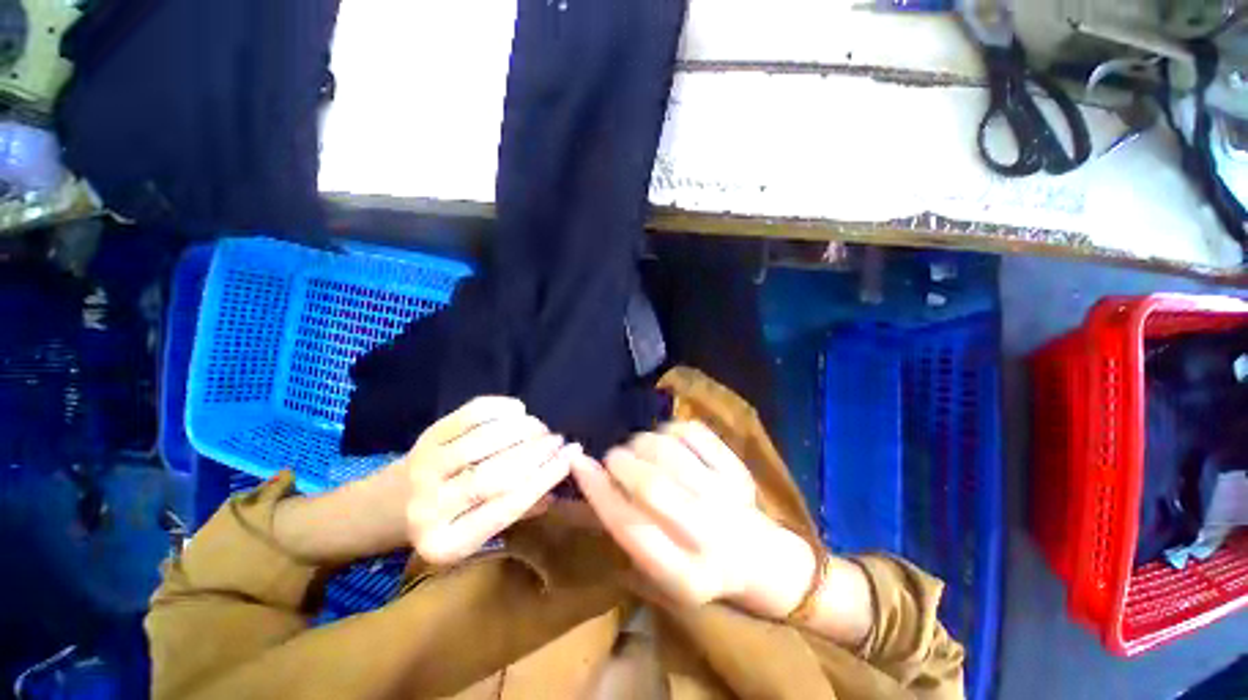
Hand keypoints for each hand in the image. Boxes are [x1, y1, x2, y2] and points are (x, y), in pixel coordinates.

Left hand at [399, 396, 579, 565]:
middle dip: (536, 452)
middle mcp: (430, 508)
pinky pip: (470, 415)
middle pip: (495, 474)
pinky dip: (500, 408)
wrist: (389, 505)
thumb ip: (521, 509)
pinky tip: (518, 411)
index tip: (571, 456)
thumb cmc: (447, 522)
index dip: (544, 477)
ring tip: (541, 427)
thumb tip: (560, 480)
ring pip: (483, 441)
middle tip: (558, 439)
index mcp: (448, 543)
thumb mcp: (481, 532)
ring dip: (522, 429)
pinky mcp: (425, 437)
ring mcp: (425, 467)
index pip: (507, 506)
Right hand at [570, 422, 815, 613]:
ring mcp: (727, 497)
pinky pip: (691, 431)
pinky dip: (669, 429)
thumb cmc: (694, 562)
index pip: (630, 526)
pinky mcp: (736, 468)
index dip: (598, 490)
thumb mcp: (657, 564)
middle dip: (622, 462)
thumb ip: (624, 522)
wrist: (755, 556)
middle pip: (652, 485)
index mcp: (682, 575)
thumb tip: (588, 471)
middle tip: (615, 456)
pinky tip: (667, 440)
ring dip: (642, 442)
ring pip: (670, 451)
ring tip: (639, 449)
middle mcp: (708, 536)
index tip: (578, 462)